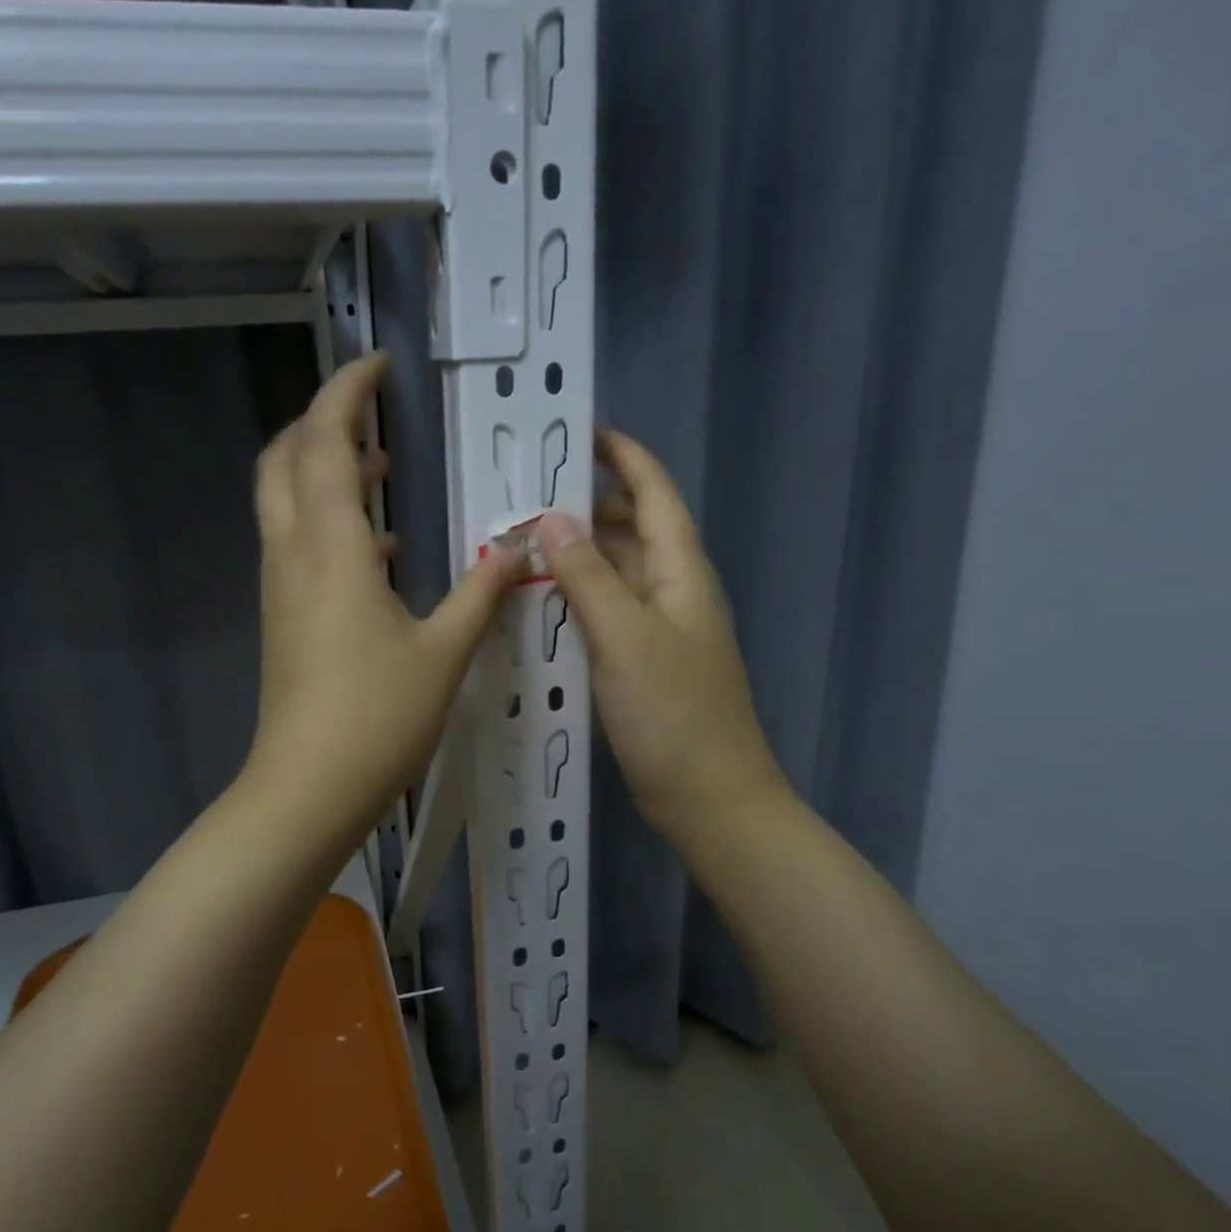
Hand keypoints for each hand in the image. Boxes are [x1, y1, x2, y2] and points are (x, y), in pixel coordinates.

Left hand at [243, 353, 526, 841]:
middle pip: (285, 459)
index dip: (347, 392)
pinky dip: (329, 520)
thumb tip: (516, 549)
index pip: (325, 441)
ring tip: (383, 470)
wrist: (307, 789)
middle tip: (376, 415)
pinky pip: (297, 542)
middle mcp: (293, 552)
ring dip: (325, 470)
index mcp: (330, 546)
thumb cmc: (377, 717)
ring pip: (285, 500)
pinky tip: (380, 549)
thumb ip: (480, 592)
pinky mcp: (282, 615)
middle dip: (324, 423)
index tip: (379, 366)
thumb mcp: (443, 652)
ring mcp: (280, 585)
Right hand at [538, 428, 791, 854]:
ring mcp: (658, 628)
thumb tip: (552, 518)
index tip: (579, 432)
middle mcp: (673, 589)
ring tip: (520, 545)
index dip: (623, 456)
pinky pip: (606, 611)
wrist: (710, 798)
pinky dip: (576, 597)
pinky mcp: (642, 661)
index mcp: (681, 570)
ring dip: (575, 554)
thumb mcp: (625, 637)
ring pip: (614, 571)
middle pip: (629, 528)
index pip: (653, 493)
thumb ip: (588, 575)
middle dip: (583, 507)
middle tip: (523, 499)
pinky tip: (539, 602)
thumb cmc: (674, 713)